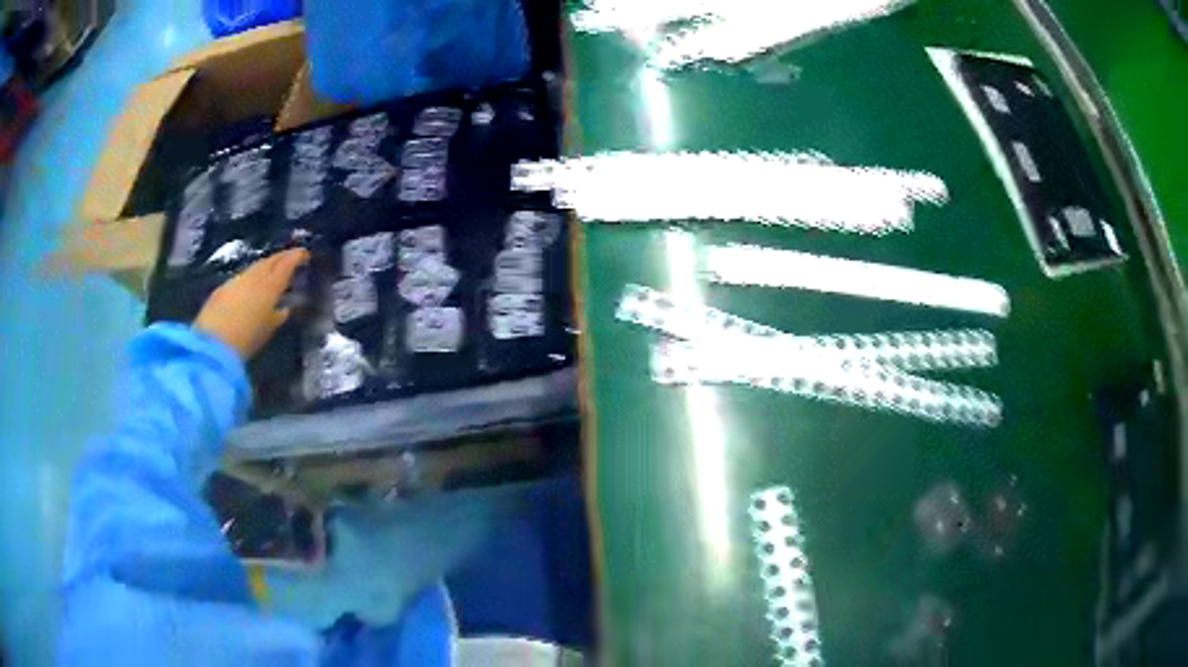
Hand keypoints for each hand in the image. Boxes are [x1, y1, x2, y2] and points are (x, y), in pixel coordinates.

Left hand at [194, 249, 309, 360]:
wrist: (213, 343)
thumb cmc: (246, 339)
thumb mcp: (266, 331)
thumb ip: (275, 317)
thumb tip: (283, 310)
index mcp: (270, 285)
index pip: (285, 264)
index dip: (296, 257)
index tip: (304, 253)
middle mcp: (253, 277)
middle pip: (268, 261)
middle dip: (279, 258)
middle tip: (288, 258)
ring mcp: (236, 281)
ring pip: (254, 268)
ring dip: (264, 268)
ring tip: (270, 273)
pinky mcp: (222, 289)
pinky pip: (240, 278)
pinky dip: (249, 279)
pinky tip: (249, 288)